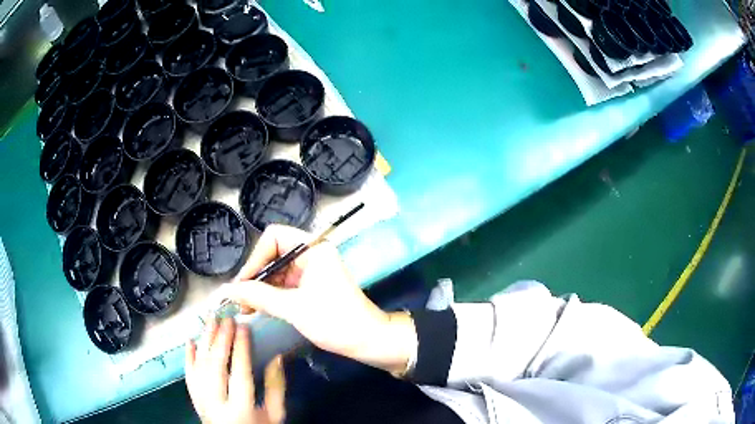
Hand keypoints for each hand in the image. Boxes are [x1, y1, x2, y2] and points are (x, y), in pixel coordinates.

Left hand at [185, 318, 284, 423]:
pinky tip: (190, 340)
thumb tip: (277, 357)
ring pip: (199, 366)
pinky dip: (188, 357)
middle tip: (227, 319)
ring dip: (204, 341)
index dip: (241, 347)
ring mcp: (202, 402)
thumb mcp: (275, 415)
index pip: (239, 372)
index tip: (243, 326)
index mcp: (241, 409)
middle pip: (215, 366)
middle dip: (220, 339)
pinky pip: (188, 375)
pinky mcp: (194, 400)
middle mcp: (217, 404)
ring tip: (211, 321)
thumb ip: (276, 388)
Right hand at [216, 225, 416, 374]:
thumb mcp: (293, 308)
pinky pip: (284, 284)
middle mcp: (312, 254)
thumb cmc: (335, 321)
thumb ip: (258, 296)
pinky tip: (258, 308)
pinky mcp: (311, 286)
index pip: (274, 237)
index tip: (243, 283)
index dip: (255, 258)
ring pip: (276, 271)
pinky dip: (271, 295)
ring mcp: (311, 270)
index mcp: (313, 249)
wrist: (368, 340)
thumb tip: (227, 290)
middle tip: (239, 299)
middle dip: (255, 276)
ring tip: (245, 308)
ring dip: (260, 288)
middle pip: (273, 254)